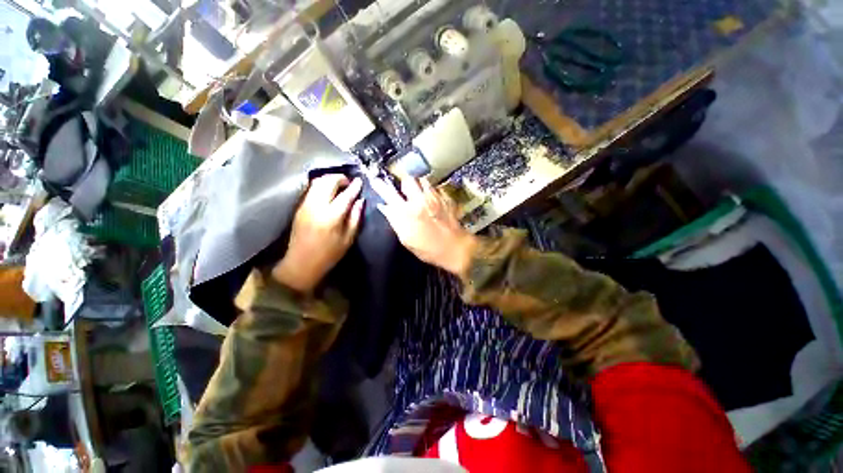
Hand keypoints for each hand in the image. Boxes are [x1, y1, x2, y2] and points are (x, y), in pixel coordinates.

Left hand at [272, 175, 363, 292]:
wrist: (301, 263)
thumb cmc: (329, 254)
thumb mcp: (348, 239)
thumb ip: (355, 217)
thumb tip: (360, 201)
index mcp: (331, 217)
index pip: (345, 195)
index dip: (354, 187)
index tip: (360, 181)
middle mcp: (316, 207)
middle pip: (327, 182)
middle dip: (340, 178)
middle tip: (349, 183)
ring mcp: (305, 205)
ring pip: (317, 182)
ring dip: (330, 180)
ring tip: (340, 185)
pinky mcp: (300, 207)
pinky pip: (311, 189)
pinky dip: (322, 185)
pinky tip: (328, 191)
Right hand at [372, 174, 476, 275]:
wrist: (455, 248)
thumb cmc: (428, 249)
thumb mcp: (406, 239)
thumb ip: (395, 221)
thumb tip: (385, 207)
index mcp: (406, 212)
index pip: (389, 194)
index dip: (380, 185)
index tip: (375, 180)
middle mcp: (419, 200)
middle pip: (408, 179)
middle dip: (404, 184)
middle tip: (406, 193)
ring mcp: (434, 197)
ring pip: (422, 180)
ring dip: (418, 186)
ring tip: (420, 195)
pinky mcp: (446, 198)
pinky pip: (435, 187)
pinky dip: (431, 191)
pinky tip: (433, 201)